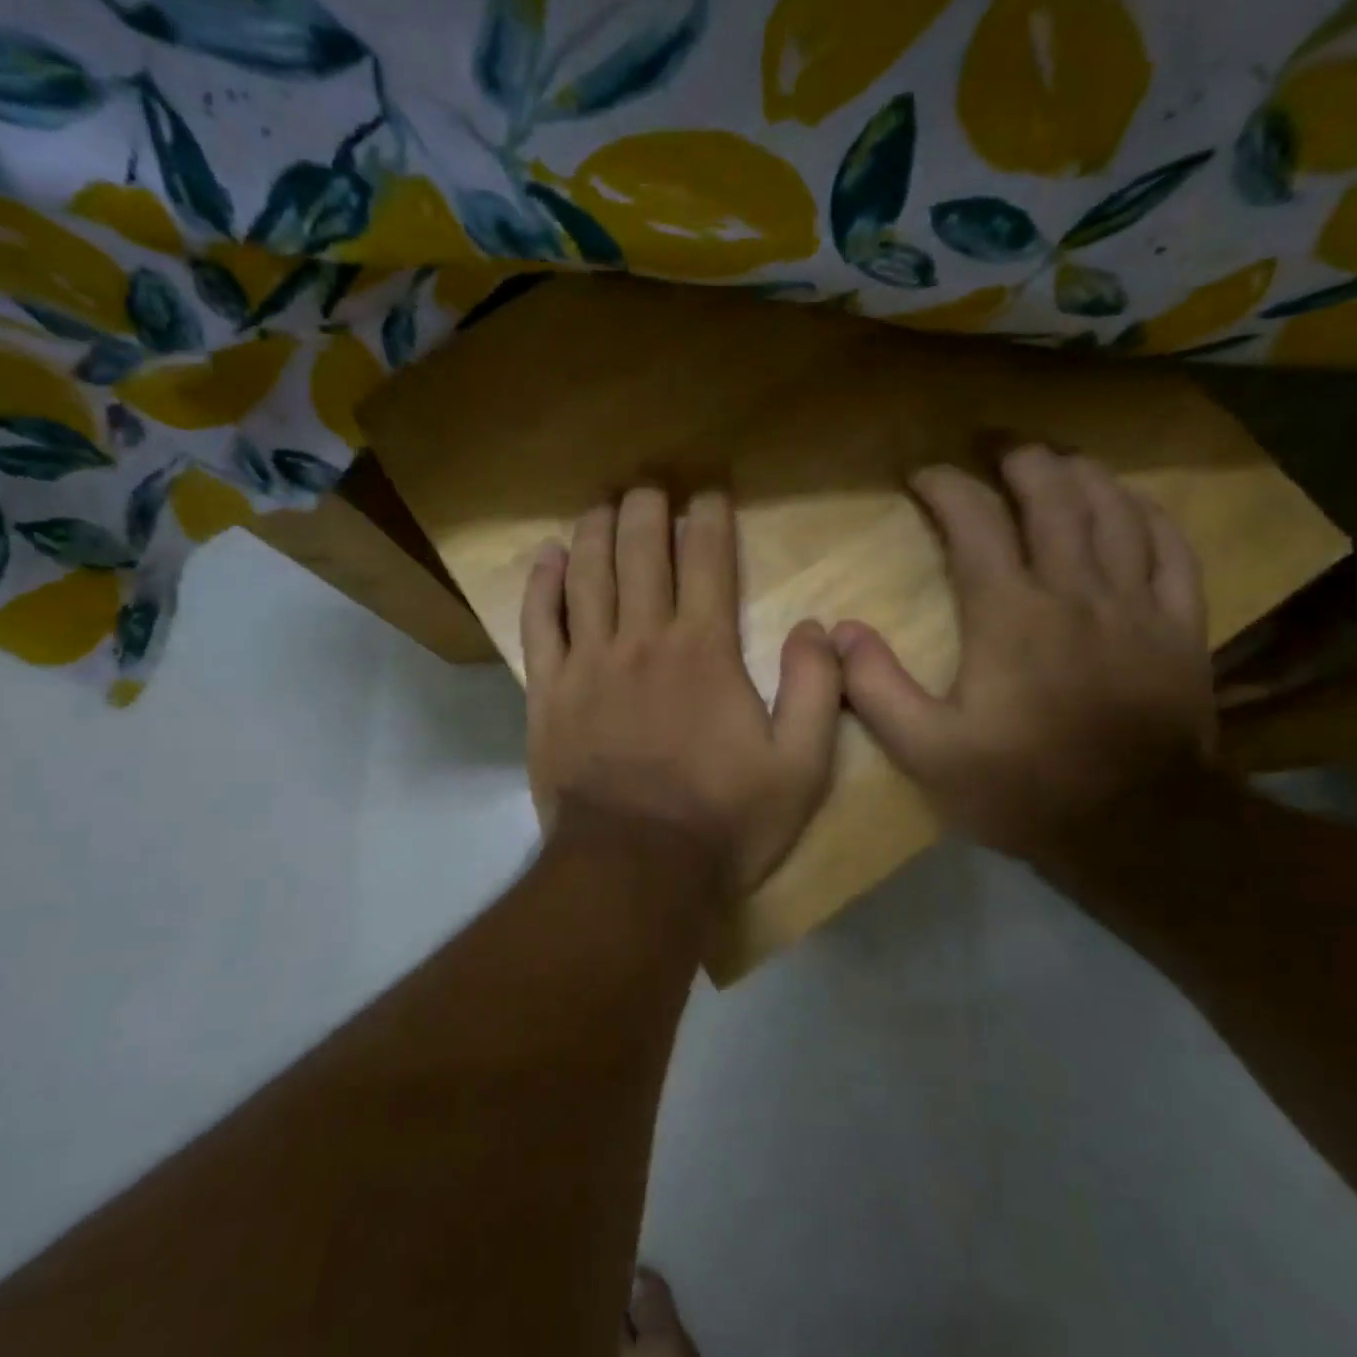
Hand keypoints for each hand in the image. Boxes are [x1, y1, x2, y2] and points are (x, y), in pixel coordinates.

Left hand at [523, 487, 842, 895]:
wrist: (635, 871)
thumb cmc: (723, 821)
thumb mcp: (800, 767)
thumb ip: (815, 689)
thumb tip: (817, 626)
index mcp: (704, 651)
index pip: (706, 561)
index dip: (709, 519)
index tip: (709, 494)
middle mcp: (642, 641)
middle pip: (640, 553)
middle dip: (646, 510)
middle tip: (650, 485)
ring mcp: (587, 664)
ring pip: (587, 576)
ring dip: (595, 531)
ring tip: (602, 503)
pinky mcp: (548, 694)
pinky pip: (539, 625)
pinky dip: (542, 585)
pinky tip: (547, 557)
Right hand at [834, 447, 1216, 869]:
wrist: (1136, 829)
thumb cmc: (1021, 788)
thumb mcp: (926, 752)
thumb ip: (877, 688)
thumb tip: (839, 632)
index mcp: (1010, 614)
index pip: (975, 522)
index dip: (946, 487)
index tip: (922, 477)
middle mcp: (1075, 591)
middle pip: (1053, 496)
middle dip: (1019, 462)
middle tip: (994, 452)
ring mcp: (1136, 604)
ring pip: (1114, 510)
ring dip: (1081, 474)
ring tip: (1056, 462)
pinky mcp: (1181, 627)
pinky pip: (1173, 548)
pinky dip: (1149, 513)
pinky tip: (1131, 504)